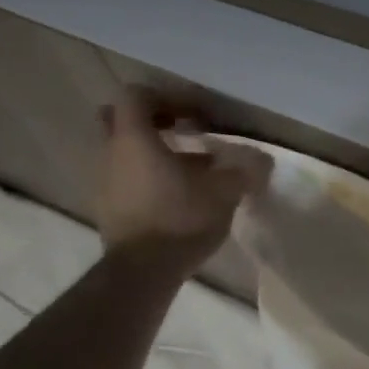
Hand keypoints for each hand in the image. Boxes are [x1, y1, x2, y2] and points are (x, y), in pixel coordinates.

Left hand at [94, 88, 271, 276]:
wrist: (142, 273)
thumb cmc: (180, 219)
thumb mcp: (224, 192)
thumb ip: (244, 171)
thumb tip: (263, 161)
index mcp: (134, 139)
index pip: (137, 96)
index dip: (169, 97)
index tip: (197, 115)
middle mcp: (112, 154)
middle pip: (123, 121)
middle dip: (154, 122)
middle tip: (184, 132)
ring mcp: (105, 183)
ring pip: (127, 153)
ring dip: (157, 155)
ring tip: (194, 172)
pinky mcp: (109, 210)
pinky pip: (128, 180)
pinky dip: (151, 179)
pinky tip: (181, 199)